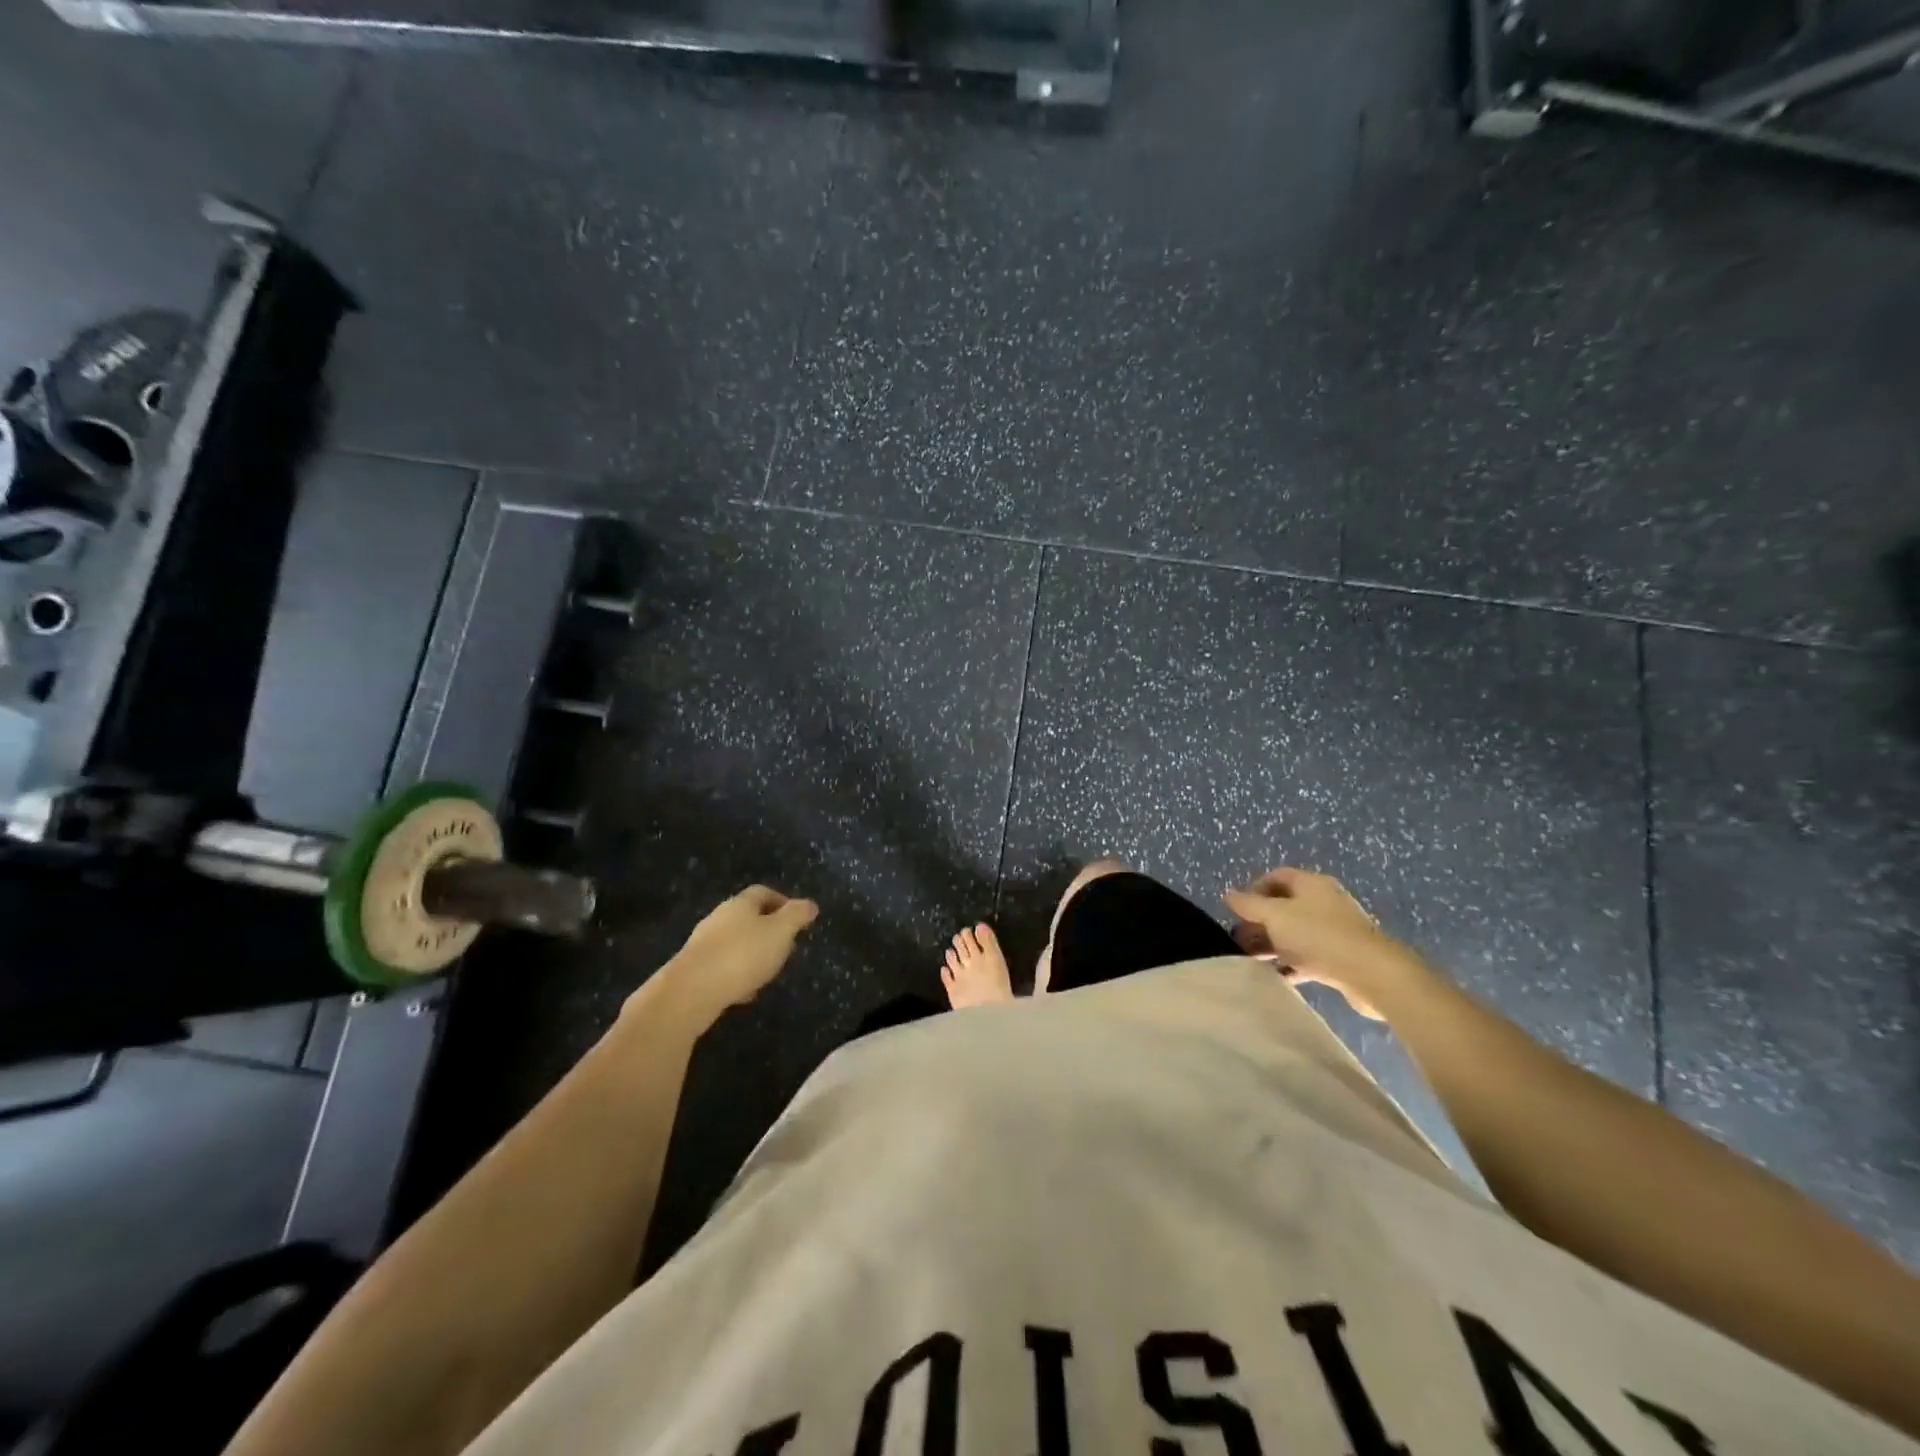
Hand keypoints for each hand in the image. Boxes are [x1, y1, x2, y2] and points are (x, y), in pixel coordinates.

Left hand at [646, 886, 818, 1024]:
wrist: (690, 992)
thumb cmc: (742, 955)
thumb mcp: (780, 932)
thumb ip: (797, 916)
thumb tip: (810, 904)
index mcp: (740, 904)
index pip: (763, 892)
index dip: (783, 902)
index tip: (798, 919)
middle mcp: (719, 918)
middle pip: (747, 917)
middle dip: (768, 929)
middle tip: (786, 946)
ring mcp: (703, 943)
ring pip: (734, 942)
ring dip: (752, 953)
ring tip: (768, 971)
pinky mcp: (693, 969)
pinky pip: (721, 965)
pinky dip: (736, 973)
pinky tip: (744, 992)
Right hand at [1223, 868, 1415, 1019]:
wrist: (1371, 974)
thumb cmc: (1318, 936)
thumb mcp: (1275, 916)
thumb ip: (1248, 905)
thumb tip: (1227, 894)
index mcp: (1311, 884)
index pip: (1276, 876)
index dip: (1253, 889)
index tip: (1237, 911)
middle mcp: (1324, 902)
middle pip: (1284, 906)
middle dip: (1259, 921)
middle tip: (1239, 939)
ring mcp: (1335, 930)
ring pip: (1295, 932)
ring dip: (1272, 944)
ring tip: (1252, 960)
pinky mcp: (1342, 956)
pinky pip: (1309, 955)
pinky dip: (1291, 963)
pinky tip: (1277, 976)